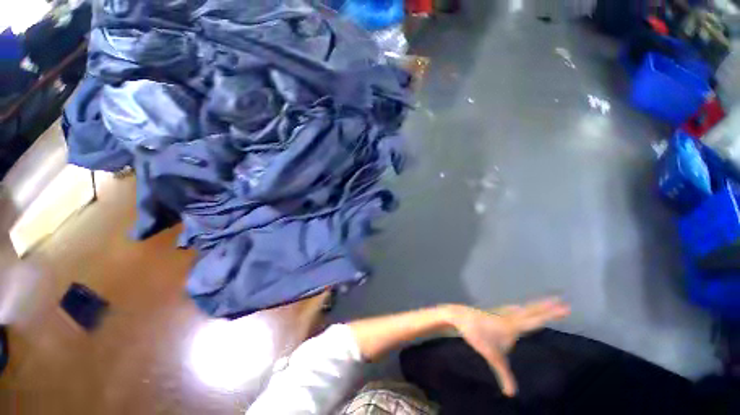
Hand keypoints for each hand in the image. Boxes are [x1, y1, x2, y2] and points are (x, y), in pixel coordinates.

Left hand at [448, 297, 569, 396]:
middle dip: (548, 308)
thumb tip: (511, 395)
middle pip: (532, 312)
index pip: (535, 320)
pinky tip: (521, 308)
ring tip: (550, 303)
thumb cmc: (476, 334)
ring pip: (524, 309)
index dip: (550, 314)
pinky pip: (515, 310)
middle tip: (565, 305)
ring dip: (537, 306)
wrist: (460, 317)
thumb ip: (503, 374)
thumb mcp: (492, 356)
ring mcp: (503, 312)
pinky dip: (523, 309)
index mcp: (512, 325)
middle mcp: (511, 316)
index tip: (564, 307)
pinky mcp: (497, 312)